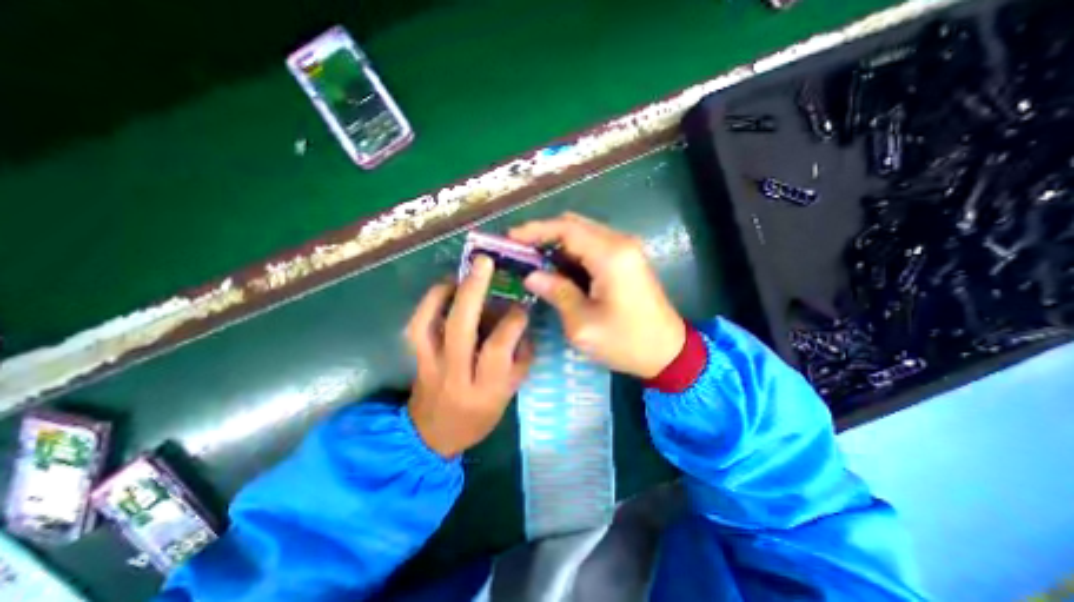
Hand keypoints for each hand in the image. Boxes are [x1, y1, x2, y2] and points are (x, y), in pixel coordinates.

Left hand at [405, 254, 534, 454]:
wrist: (432, 436)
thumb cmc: (478, 418)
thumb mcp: (508, 396)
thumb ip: (520, 360)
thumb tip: (521, 325)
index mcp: (485, 388)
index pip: (498, 347)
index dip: (512, 320)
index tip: (521, 306)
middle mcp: (455, 374)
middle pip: (460, 328)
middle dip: (473, 291)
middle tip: (484, 262)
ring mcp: (429, 365)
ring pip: (429, 323)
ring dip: (444, 293)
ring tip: (460, 274)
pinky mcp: (415, 359)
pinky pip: (416, 326)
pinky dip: (428, 303)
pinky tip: (443, 289)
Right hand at [509, 214, 682, 377]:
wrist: (668, 352)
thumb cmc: (626, 342)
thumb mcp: (583, 325)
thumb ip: (557, 293)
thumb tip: (532, 275)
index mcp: (611, 256)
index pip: (566, 229)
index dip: (535, 230)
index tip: (511, 237)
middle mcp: (621, 243)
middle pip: (575, 225)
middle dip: (544, 234)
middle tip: (519, 250)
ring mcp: (627, 249)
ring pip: (584, 233)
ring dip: (557, 242)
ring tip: (533, 259)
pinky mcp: (628, 259)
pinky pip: (594, 245)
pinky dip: (572, 251)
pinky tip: (558, 266)